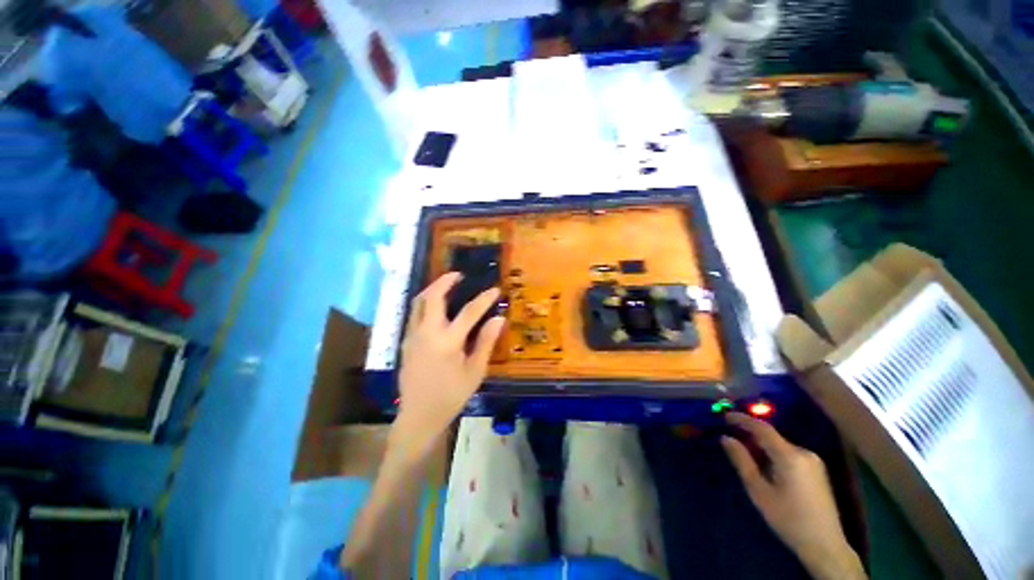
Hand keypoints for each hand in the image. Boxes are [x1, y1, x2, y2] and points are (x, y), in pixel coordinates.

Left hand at [394, 272, 504, 456]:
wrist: (418, 416)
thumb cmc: (451, 396)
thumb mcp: (475, 371)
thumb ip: (486, 342)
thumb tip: (498, 318)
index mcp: (447, 342)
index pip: (469, 312)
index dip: (484, 299)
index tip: (495, 289)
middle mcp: (427, 333)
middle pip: (432, 297)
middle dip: (445, 281)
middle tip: (458, 275)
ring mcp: (412, 336)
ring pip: (418, 303)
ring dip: (432, 289)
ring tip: (446, 285)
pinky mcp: (406, 342)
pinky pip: (414, 314)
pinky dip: (426, 303)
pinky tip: (436, 307)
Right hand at [721, 413, 865, 579]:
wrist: (825, 545)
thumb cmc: (788, 519)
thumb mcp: (759, 492)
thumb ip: (742, 461)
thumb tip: (726, 438)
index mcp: (790, 456)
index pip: (762, 428)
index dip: (742, 419)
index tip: (724, 415)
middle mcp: (804, 453)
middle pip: (772, 436)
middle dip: (751, 434)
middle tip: (731, 436)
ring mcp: (814, 461)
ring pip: (780, 445)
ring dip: (762, 445)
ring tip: (745, 451)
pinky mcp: (817, 470)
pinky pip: (790, 453)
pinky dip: (773, 453)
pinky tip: (765, 465)